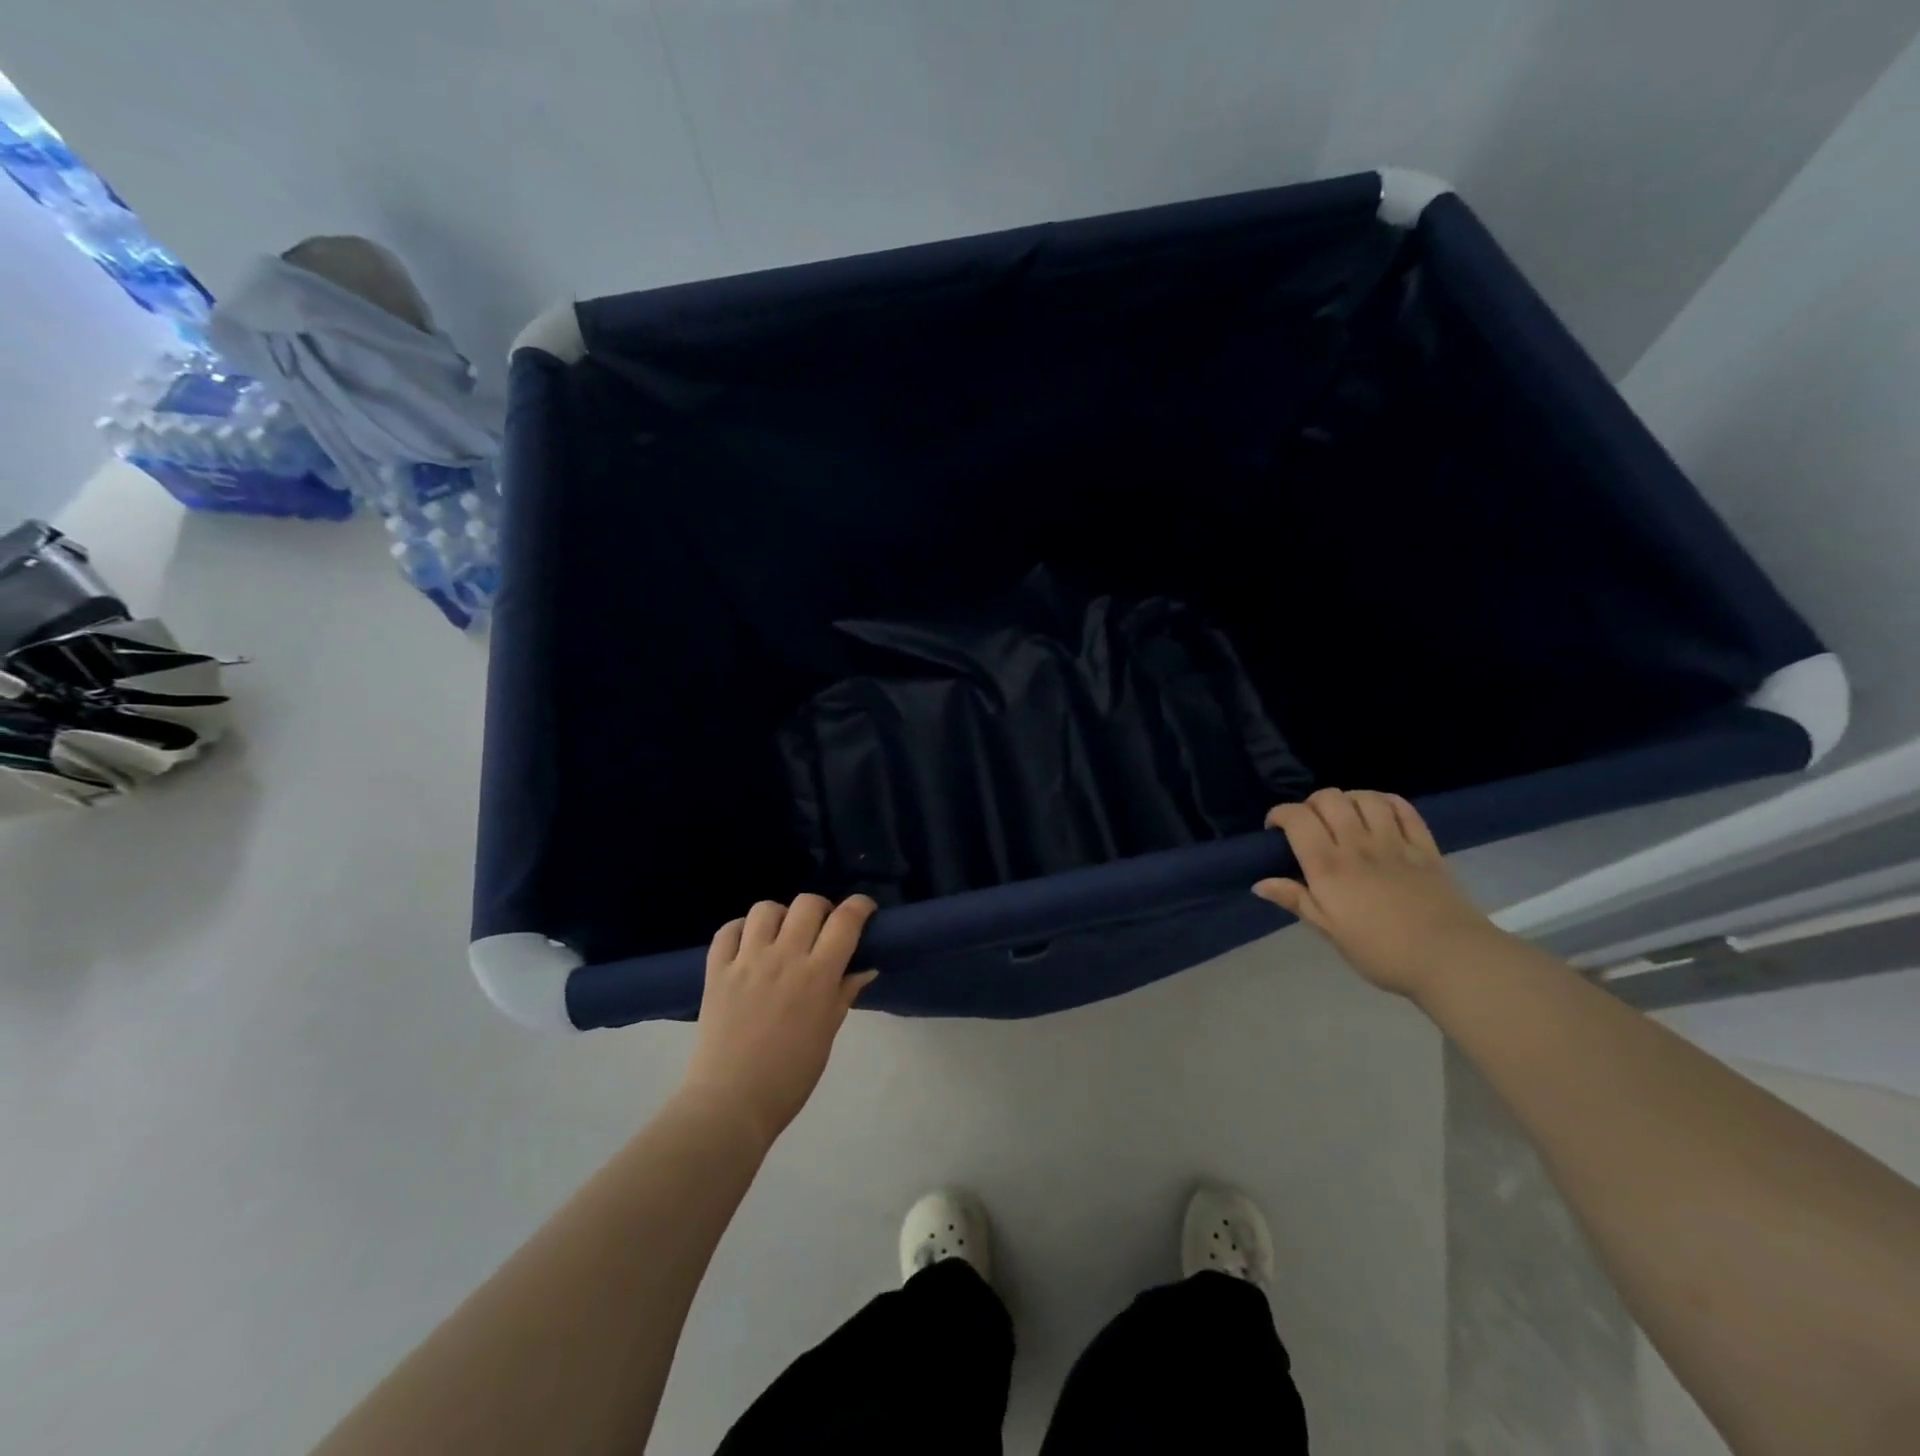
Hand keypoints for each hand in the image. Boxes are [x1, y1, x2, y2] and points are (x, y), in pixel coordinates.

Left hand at [680, 894, 878, 1148]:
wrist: (731, 1103)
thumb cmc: (790, 1076)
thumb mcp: (827, 1033)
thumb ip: (844, 993)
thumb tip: (865, 968)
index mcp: (818, 975)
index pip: (846, 920)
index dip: (860, 906)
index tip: (864, 910)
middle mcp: (784, 957)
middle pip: (807, 903)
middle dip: (821, 908)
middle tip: (821, 928)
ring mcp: (746, 961)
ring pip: (765, 909)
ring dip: (780, 916)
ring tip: (781, 936)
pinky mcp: (716, 971)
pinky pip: (727, 931)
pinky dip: (740, 930)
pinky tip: (747, 946)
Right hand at [1254, 788, 1500, 998]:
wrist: (1451, 959)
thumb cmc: (1381, 951)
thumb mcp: (1330, 931)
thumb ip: (1296, 900)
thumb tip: (1260, 884)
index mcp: (1329, 866)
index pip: (1297, 818)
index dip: (1280, 814)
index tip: (1275, 830)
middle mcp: (1358, 844)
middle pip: (1329, 799)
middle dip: (1311, 804)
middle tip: (1310, 825)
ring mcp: (1395, 842)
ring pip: (1366, 797)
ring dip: (1348, 799)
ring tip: (1345, 816)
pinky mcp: (1425, 847)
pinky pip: (1404, 809)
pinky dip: (1386, 802)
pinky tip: (1380, 812)